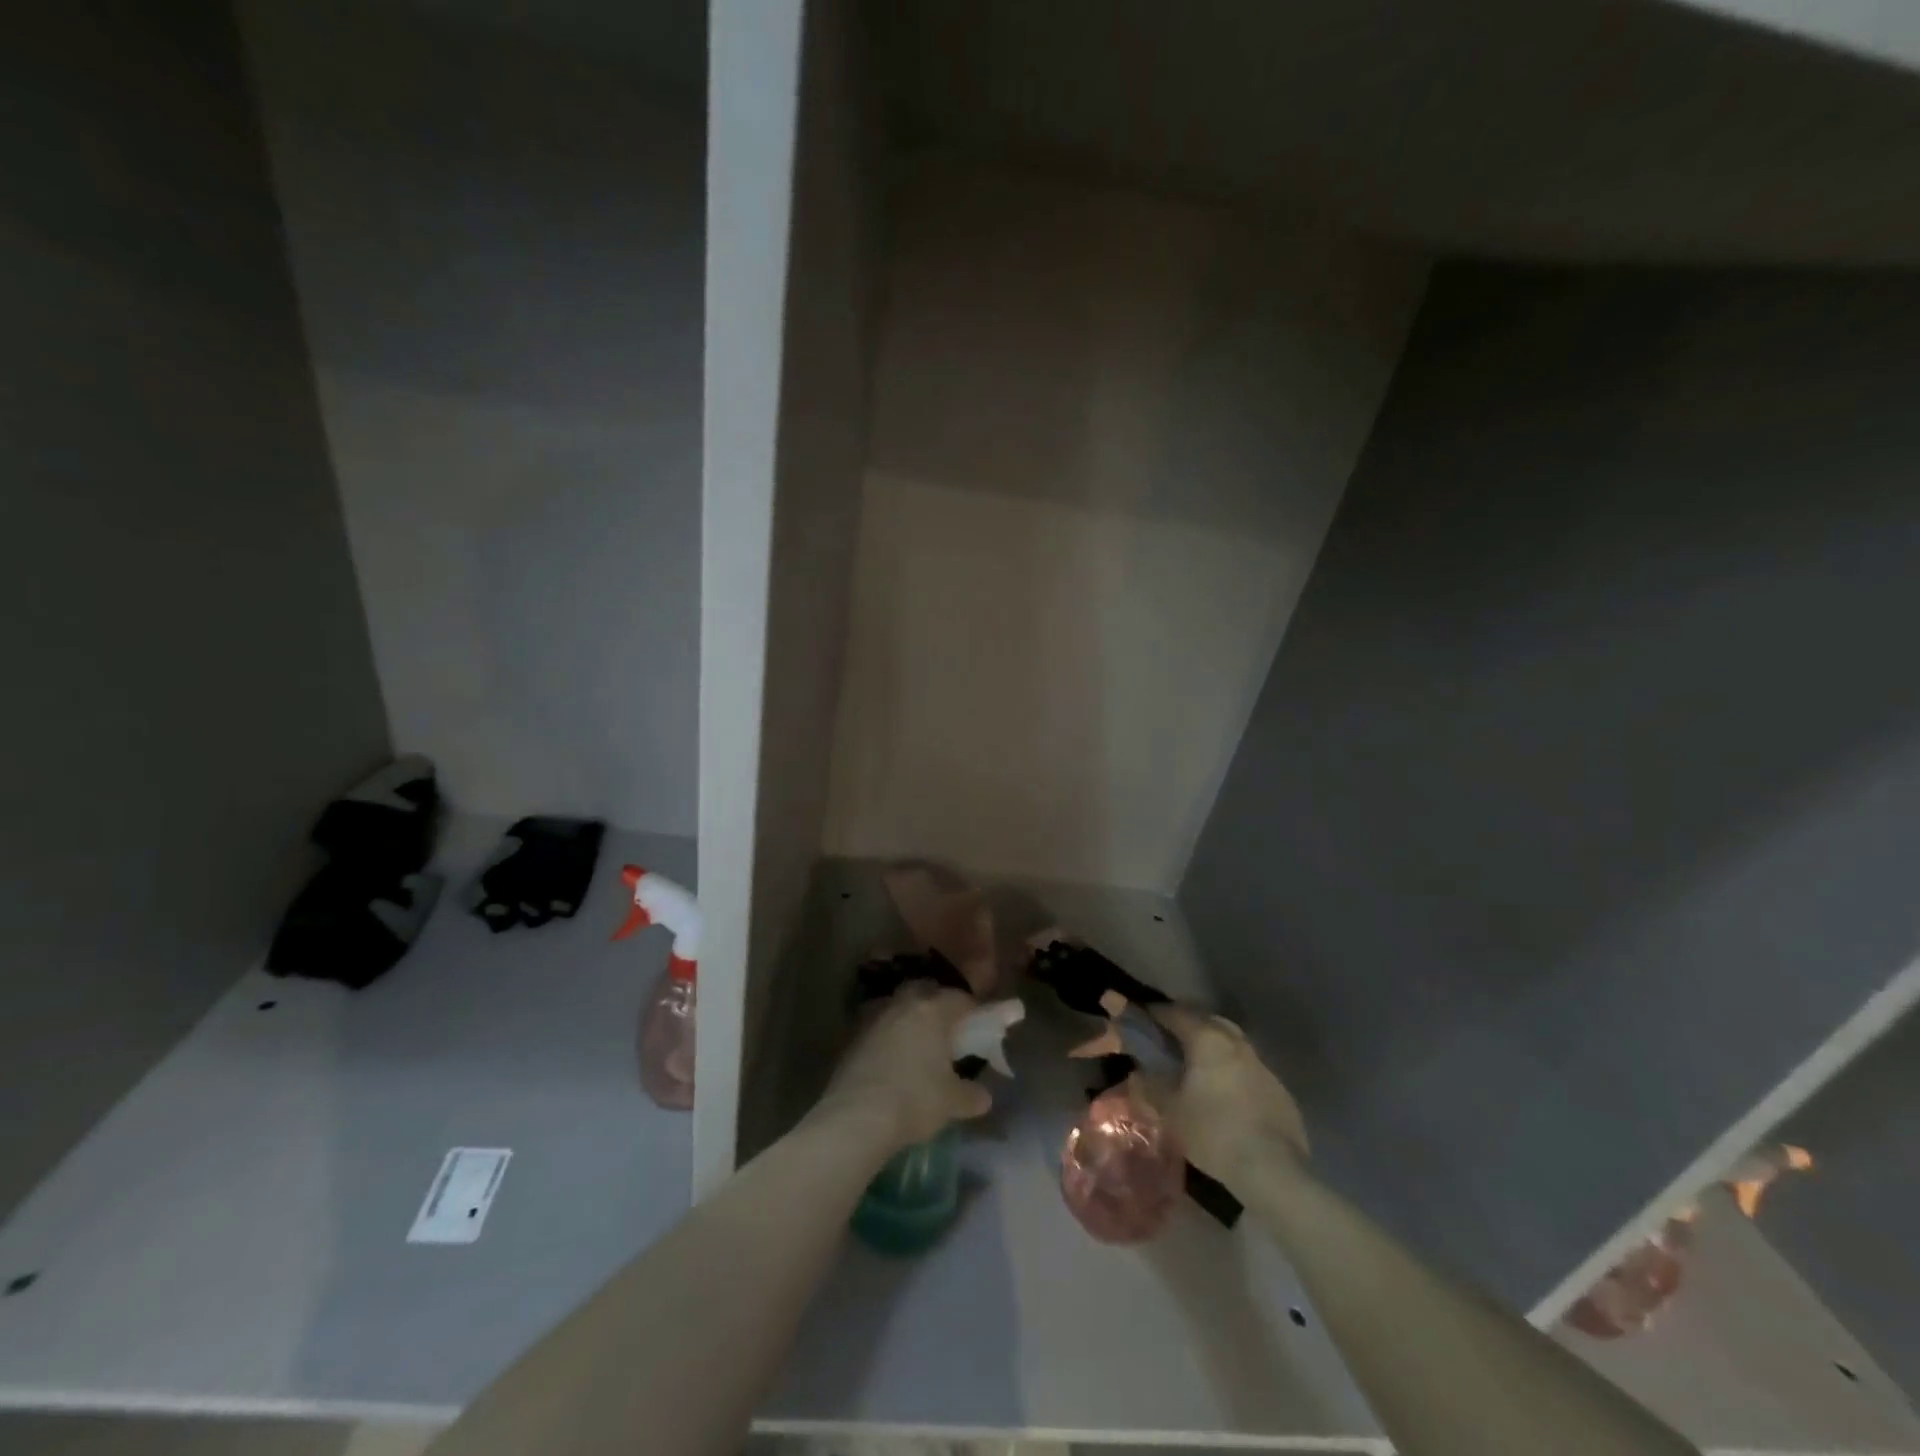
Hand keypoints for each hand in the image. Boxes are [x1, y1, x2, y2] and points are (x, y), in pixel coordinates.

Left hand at [818, 985, 993, 1150]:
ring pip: (898, 1004)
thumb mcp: (952, 1102)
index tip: (978, 1028)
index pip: (961, 998)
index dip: (972, 1011)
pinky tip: (890, 1058)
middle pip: (925, 991)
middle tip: (946, 1029)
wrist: (856, 1117)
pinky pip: (878, 1025)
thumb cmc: (914, 1100)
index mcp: (933, 1010)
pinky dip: (887, 1034)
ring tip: (917, 1043)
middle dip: (937, 1004)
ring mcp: (874, 1016)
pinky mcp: (852, 1035)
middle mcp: (903, 1004)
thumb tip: (984, 1096)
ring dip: (908, 1016)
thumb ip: (971, 1095)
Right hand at [1149, 1003, 1308, 1191]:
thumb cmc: (1213, 1132)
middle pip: (1208, 1021)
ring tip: (1197, 1064)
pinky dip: (1232, 1070)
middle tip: (1170, 1039)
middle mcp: (1236, 1042)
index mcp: (1207, 1039)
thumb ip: (1150, 1086)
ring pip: (1231, 1043)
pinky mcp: (1279, 1088)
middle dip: (1188, 1025)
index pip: (1176, 1013)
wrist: (1273, 1169)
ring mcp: (1261, 1064)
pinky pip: (1248, 1068)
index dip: (1157, 1013)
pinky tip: (1226, 1091)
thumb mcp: (1170, 1111)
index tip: (1143, 1017)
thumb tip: (1138, 1073)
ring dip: (1213, 1047)